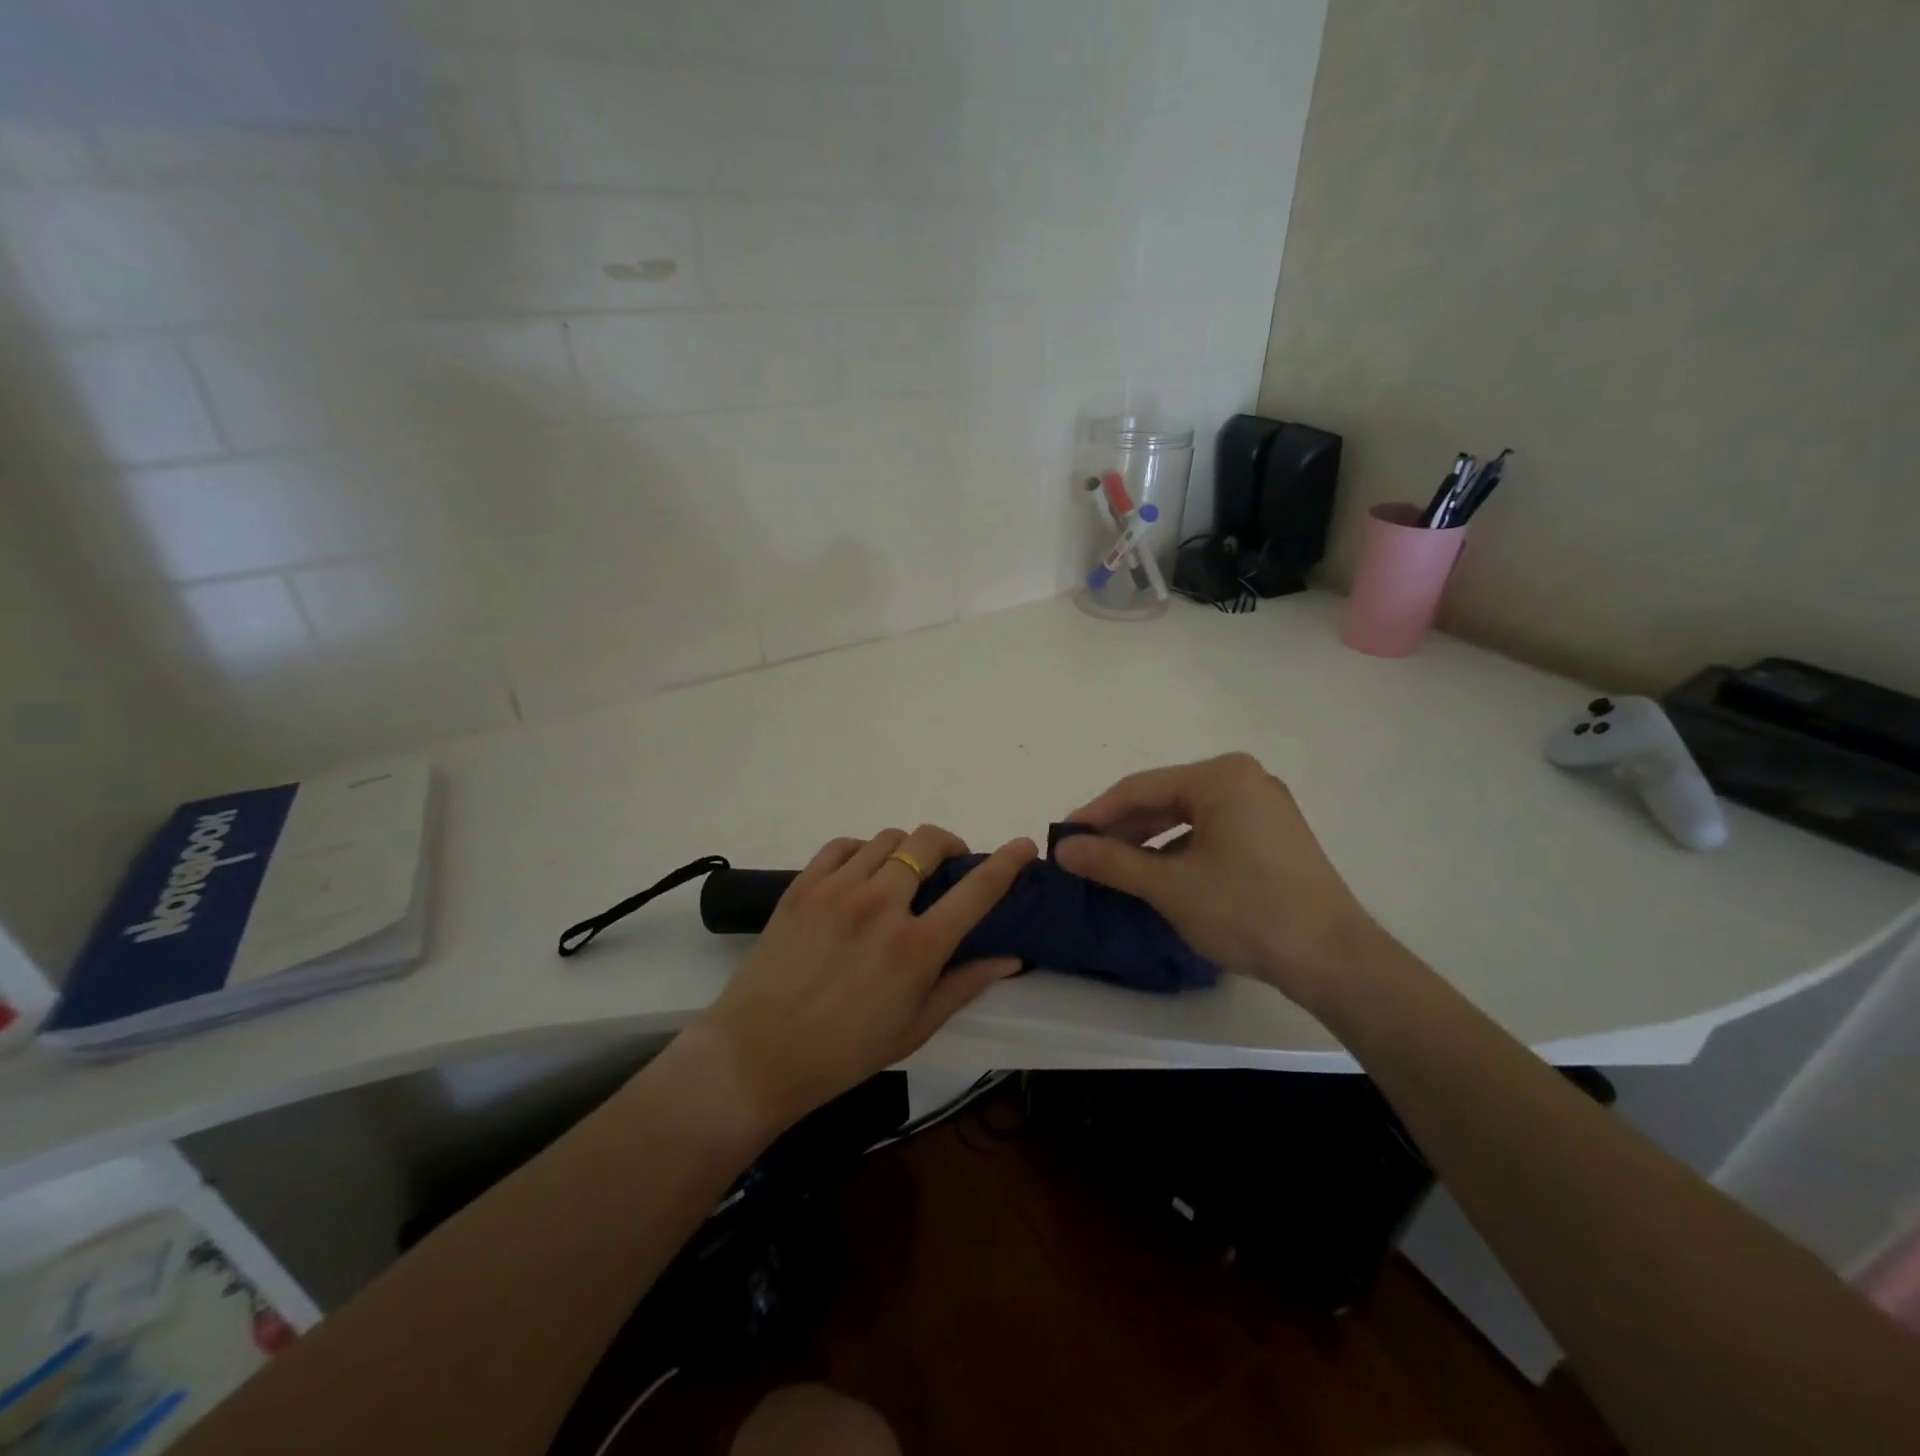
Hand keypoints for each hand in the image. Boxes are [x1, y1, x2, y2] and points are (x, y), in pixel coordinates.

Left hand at [697, 825, 1037, 1129]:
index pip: (977, 890)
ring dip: (907, 850)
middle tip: (949, 867)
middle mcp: (881, 905)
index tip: (1024, 846)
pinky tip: (862, 874)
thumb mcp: (915, 1028)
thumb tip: (1010, 957)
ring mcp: (838, 890)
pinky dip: (863, 851)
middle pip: (928, 842)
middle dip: (950, 845)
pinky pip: (843, 845)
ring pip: (888, 839)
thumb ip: (965, 985)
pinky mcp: (803, 886)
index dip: (1007, 862)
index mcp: (916, 946)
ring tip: (902, 875)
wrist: (758, 1054)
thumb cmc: (844, 1052)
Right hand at [1053, 754, 1392, 1012]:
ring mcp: (1262, 805)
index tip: (1061, 837)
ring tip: (1112, 865)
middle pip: (1164, 798)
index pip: (1139, 788)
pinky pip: (1210, 830)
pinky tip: (1156, 872)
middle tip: (1083, 854)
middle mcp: (1243, 779)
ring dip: (1147, 840)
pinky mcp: (1272, 834)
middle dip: (1121, 828)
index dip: (1095, 814)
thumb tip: (1062, 849)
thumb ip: (1111, 862)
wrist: (1333, 959)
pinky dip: (1178, 849)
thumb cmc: (1247, 911)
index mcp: (1221, 776)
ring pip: (1186, 815)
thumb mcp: (1170, 886)